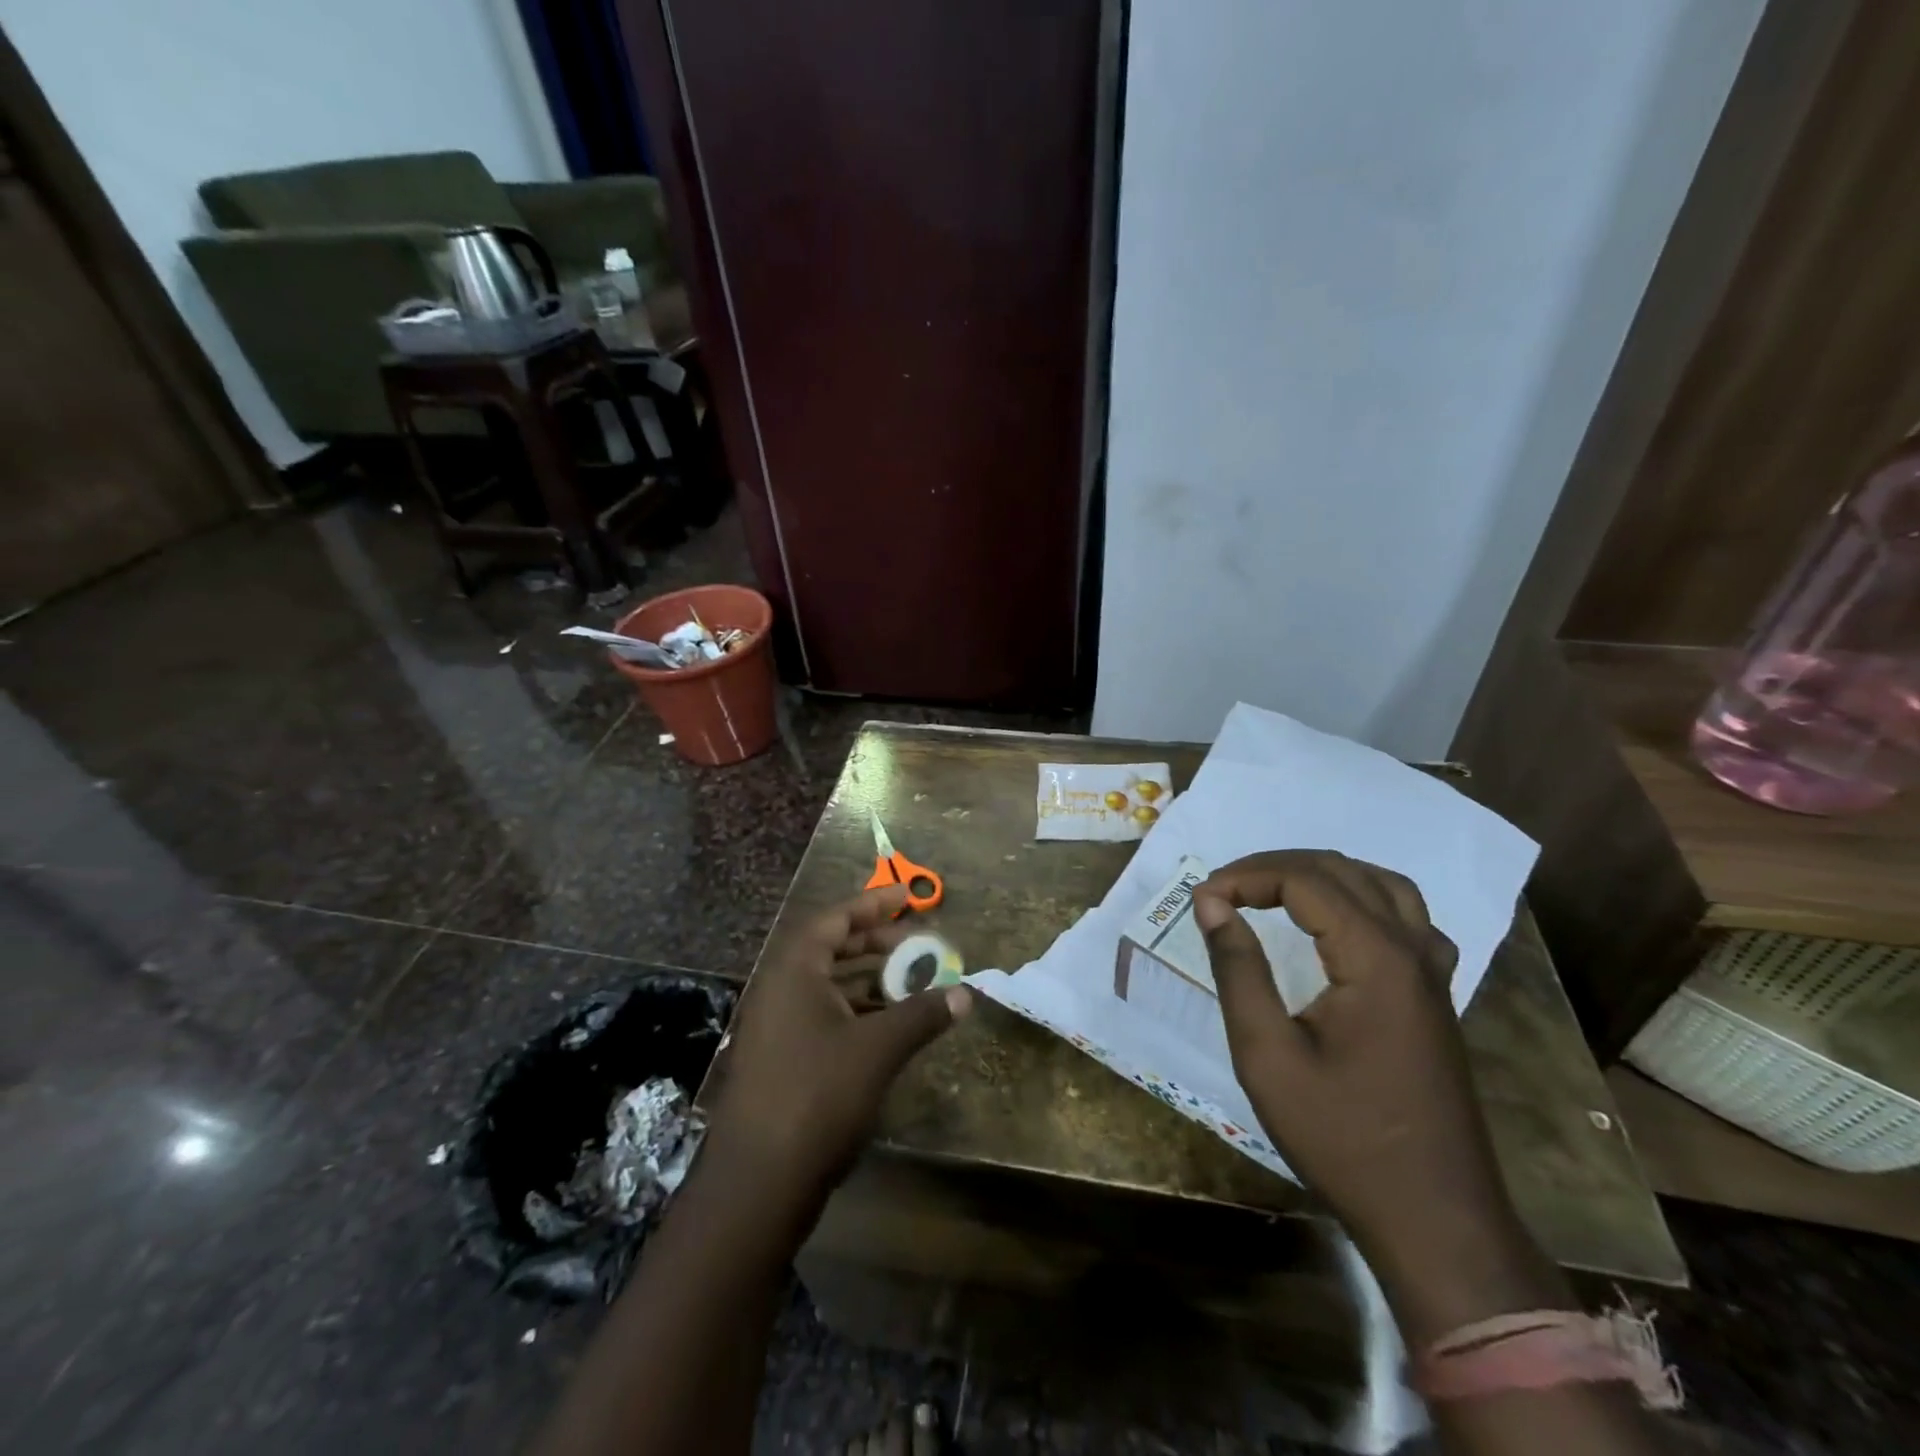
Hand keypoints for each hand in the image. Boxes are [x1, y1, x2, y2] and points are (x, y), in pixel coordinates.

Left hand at [704, 885, 970, 1217]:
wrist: (758, 1181)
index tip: (908, 898)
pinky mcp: (781, 1058)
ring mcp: (777, 1025)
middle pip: (830, 947)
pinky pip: (823, 1015)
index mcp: (794, 970)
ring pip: (828, 984)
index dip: (873, 905)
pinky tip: (888, 1025)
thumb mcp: (878, 1048)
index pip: (835, 918)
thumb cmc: (817, 1095)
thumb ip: (922, 1014)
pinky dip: (856, 1010)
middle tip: (916, 943)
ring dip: (869, 978)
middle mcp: (780, 988)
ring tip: (911, 981)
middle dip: (875, 941)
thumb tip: (966, 994)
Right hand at [1194, 851, 1564, 1339]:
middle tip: (1224, 889)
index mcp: (1376, 959)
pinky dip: (1364, 899)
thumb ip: (1238, 969)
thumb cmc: (1342, 1138)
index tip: (1202, 899)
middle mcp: (1413, 951)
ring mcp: (1433, 973)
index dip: (1247, 876)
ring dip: (1321, 874)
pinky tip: (1341, 922)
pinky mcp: (1436, 996)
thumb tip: (1211, 902)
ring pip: (1382, 885)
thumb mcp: (1267, 1056)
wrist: (1435, 1218)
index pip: (1306, 880)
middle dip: (1275, 867)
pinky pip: (1408, 918)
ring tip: (1272, 889)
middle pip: (1342, 871)